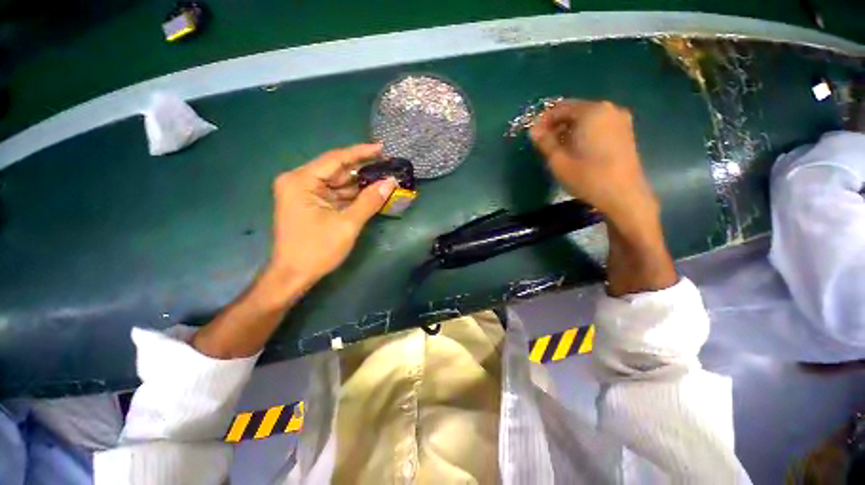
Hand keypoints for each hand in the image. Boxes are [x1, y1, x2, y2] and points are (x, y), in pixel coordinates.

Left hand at [266, 144, 396, 293]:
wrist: (293, 275)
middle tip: (387, 166)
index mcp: (301, 181)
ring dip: (358, 183)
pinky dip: (351, 194)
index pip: (336, 159)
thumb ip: (369, 201)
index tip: (382, 148)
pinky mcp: (308, 204)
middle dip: (362, 169)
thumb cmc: (317, 250)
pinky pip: (333, 193)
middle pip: (336, 169)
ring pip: (336, 182)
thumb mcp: (347, 224)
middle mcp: (299, 181)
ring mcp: (302, 193)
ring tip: (383, 179)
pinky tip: (369, 193)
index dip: (361, 153)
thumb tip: (390, 182)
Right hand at [530, 100, 658, 226]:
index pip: (560, 108)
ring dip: (569, 129)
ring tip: (558, 148)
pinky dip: (584, 132)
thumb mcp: (559, 161)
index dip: (543, 121)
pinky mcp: (625, 132)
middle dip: (556, 125)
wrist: (623, 195)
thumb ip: (545, 142)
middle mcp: (608, 109)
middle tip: (544, 143)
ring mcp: (620, 119)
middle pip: (575, 111)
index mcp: (591, 112)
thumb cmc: (587, 177)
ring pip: (587, 118)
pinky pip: (598, 125)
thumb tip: (533, 130)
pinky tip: (576, 149)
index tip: (533, 137)